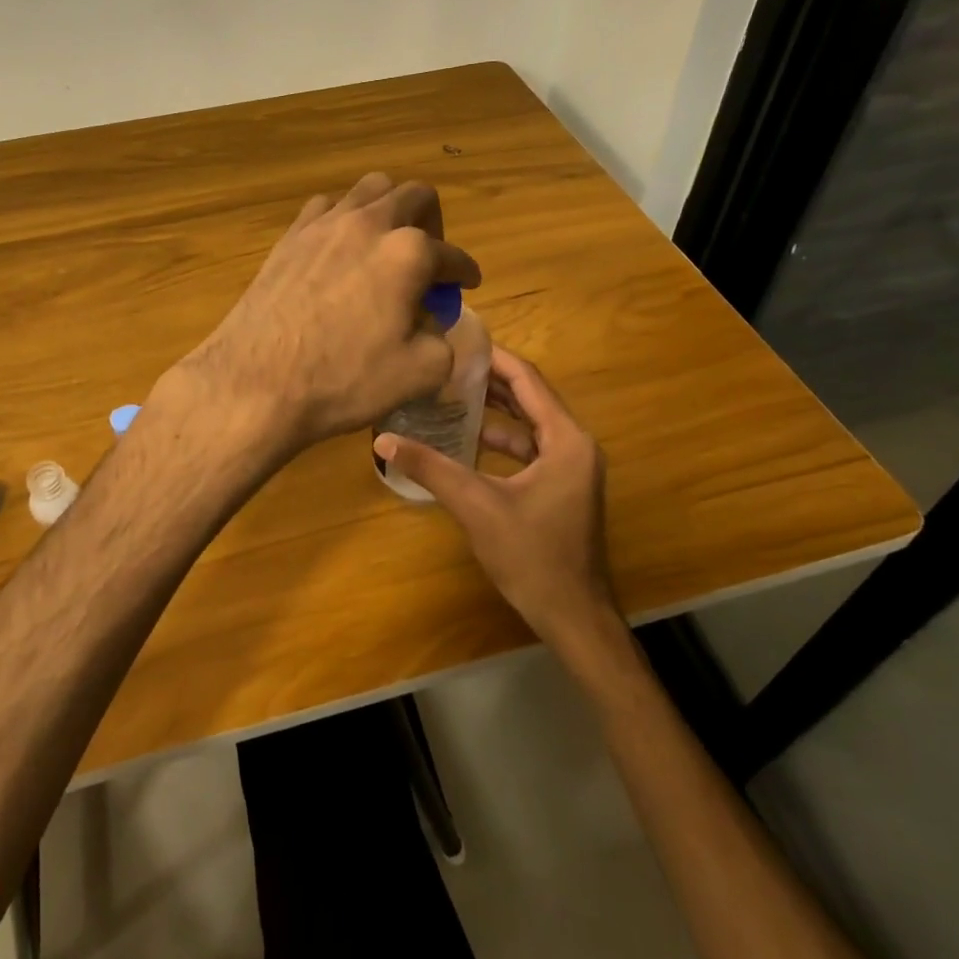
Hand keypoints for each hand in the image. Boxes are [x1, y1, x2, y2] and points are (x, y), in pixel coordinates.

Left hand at [171, 174, 481, 457]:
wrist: (255, 383)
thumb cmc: (343, 381)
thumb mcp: (420, 373)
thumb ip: (443, 340)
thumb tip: (431, 325)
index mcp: (408, 253)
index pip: (452, 256)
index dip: (465, 272)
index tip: (466, 284)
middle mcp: (369, 224)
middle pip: (415, 195)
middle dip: (433, 223)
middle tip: (429, 259)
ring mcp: (324, 224)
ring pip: (369, 189)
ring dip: (388, 209)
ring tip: (385, 245)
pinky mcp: (290, 236)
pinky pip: (326, 207)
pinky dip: (344, 219)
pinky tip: (340, 250)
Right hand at [373, 348, 616, 648]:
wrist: (574, 618)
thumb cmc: (532, 557)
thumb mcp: (476, 506)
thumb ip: (431, 468)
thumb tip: (382, 441)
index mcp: (566, 440)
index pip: (527, 380)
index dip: (493, 358)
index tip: (458, 341)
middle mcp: (575, 445)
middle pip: (529, 398)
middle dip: (489, 381)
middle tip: (446, 365)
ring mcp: (572, 468)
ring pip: (529, 425)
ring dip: (493, 411)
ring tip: (449, 395)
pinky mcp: (562, 487)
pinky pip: (530, 450)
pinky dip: (501, 441)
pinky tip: (467, 440)